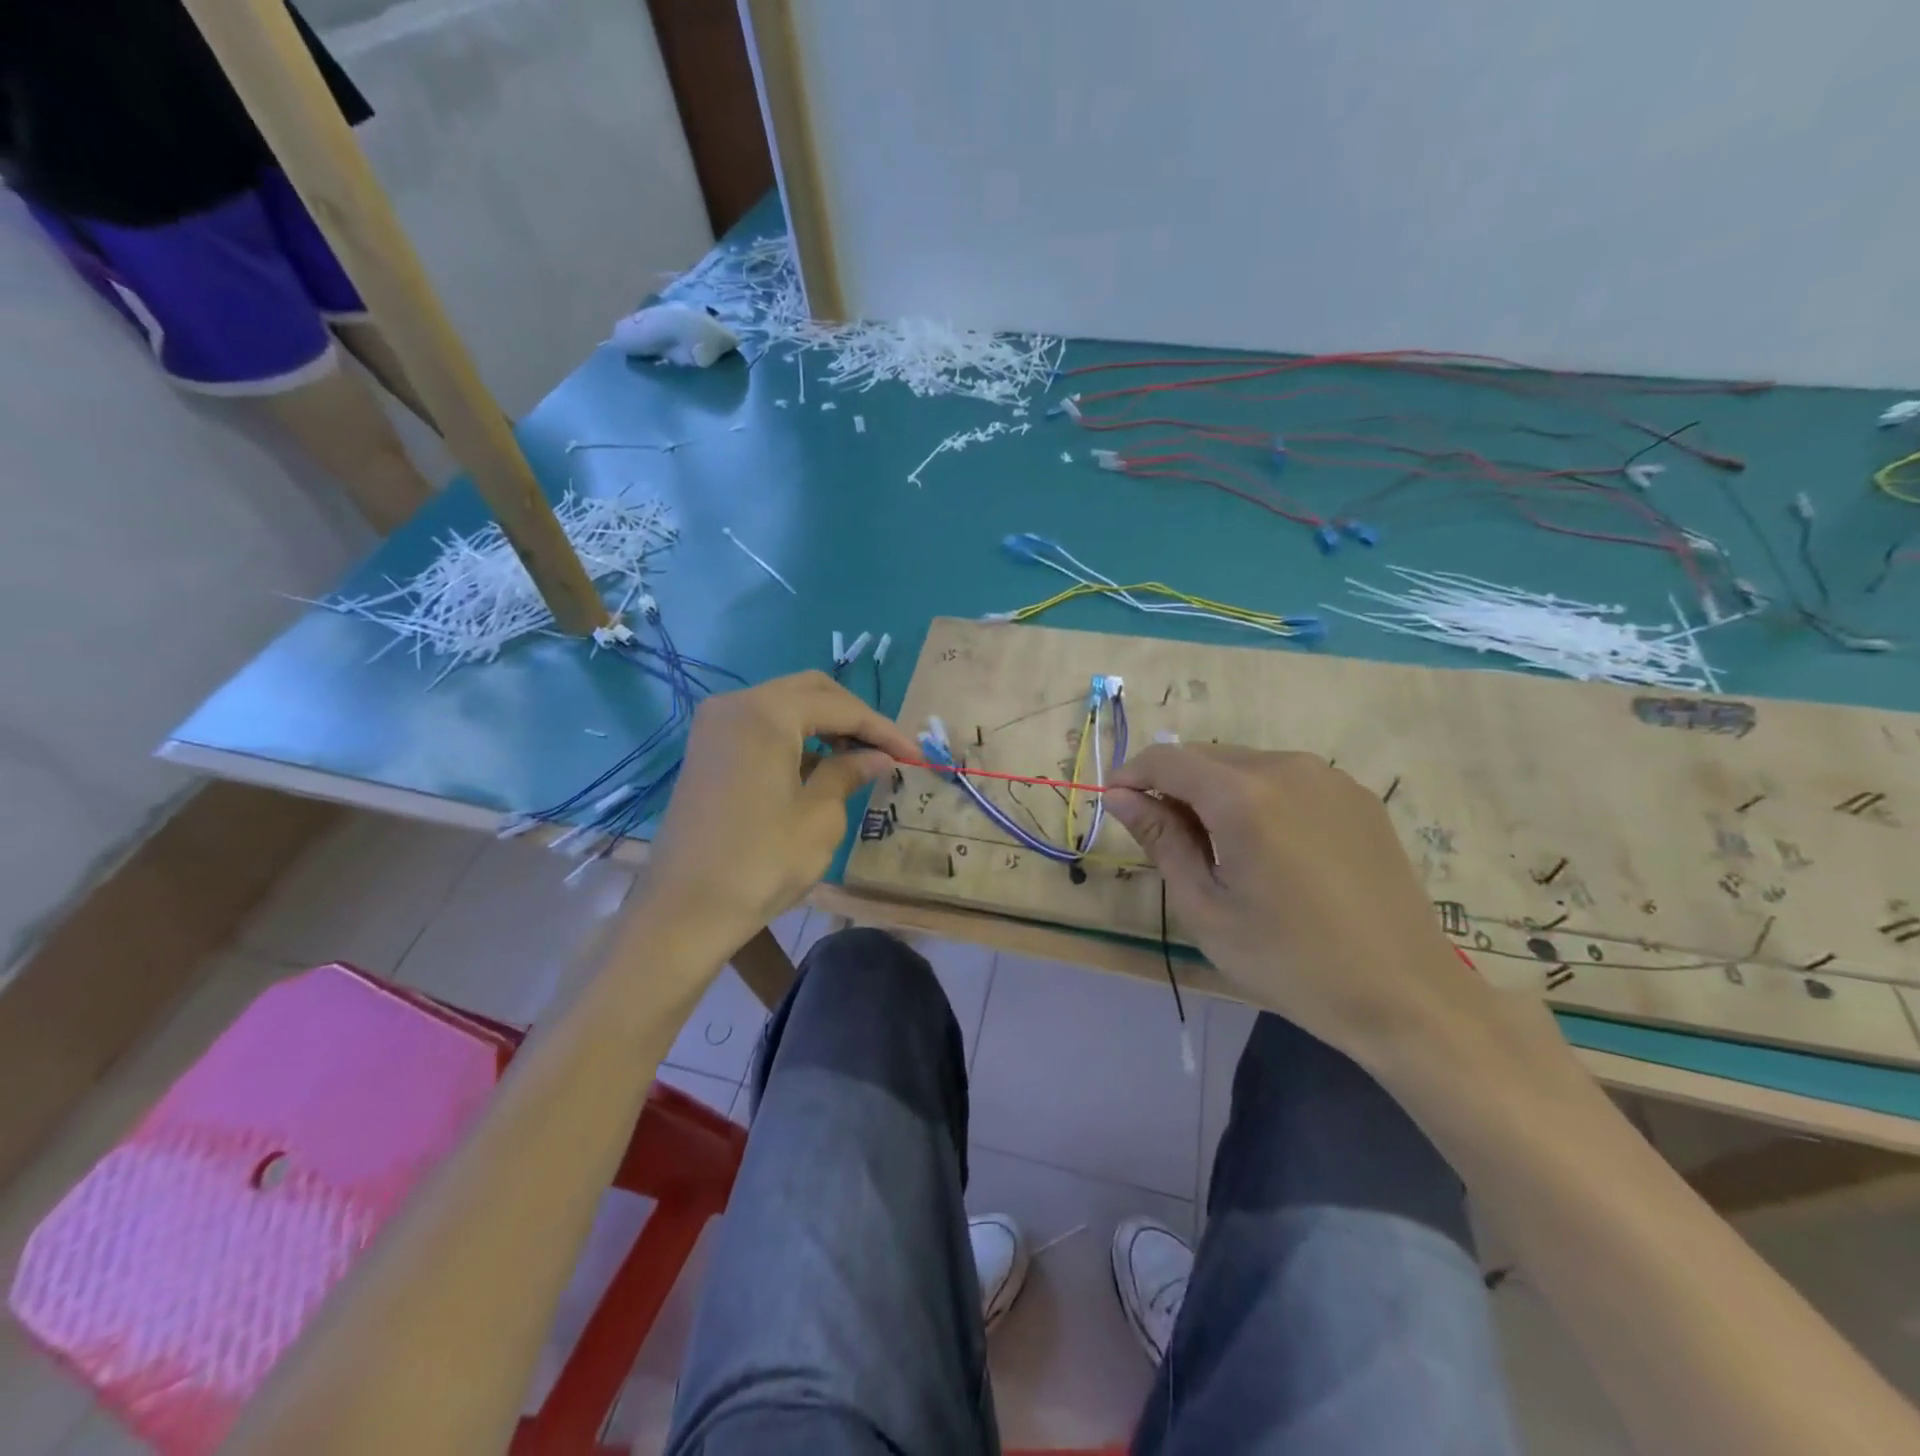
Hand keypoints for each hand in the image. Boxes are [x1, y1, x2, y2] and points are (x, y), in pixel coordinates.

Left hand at [642, 671, 918, 952]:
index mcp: (767, 713)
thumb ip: (849, 773)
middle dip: (854, 718)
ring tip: (859, 760)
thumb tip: (878, 757)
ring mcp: (716, 725)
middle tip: (886, 751)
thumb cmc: (761, 862)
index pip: (841, 707)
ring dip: (825, 726)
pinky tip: (819, 767)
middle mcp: (736, 704)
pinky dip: (795, 738)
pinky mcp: (707, 749)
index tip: (916, 755)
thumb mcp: (819, 818)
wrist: (684, 910)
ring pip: (785, 706)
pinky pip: (761, 727)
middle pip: (811, 692)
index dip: (883, 730)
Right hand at [1105, 744, 1500, 1066]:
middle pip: (1206, 756)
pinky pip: (1286, 779)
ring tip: (1218, 848)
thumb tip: (1118, 796)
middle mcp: (1287, 767)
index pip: (1167, 758)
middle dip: (1173, 785)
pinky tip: (1267, 848)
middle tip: (1165, 839)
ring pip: (1245, 764)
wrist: (1406, 995)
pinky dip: (1257, 797)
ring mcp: (1329, 778)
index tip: (1116, 806)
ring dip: (1214, 791)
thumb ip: (1160, 839)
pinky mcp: (1357, 796)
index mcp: (1244, 795)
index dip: (1132, 775)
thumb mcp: (1206, 907)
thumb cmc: (1289, 960)